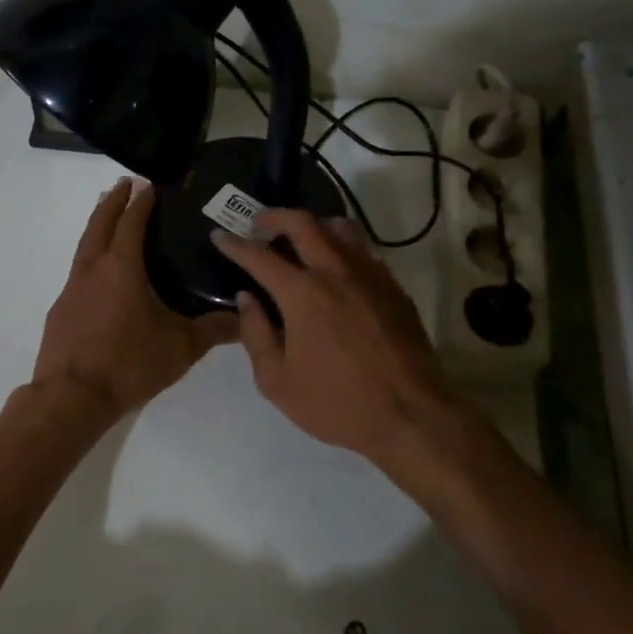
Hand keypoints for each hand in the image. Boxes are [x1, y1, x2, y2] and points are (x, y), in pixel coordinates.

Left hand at [31, 179, 238, 421]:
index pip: (131, 222)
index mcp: (121, 267)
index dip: (141, 200)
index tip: (149, 184)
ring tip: (110, 219)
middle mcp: (92, 269)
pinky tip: (101, 275)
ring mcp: (71, 288)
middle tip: (125, 185)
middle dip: (113, 201)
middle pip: (100, 223)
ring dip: (98, 226)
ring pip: (85, 245)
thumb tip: (247, 319)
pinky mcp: (61, 310)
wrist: (71, 397)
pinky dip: (91, 258)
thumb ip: (215, 330)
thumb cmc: (128, 364)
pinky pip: (78, 271)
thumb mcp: (181, 347)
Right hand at [212, 210, 480, 490]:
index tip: (219, 236)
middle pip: (302, 223)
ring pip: (339, 228)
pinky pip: (363, 250)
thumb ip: (255, 334)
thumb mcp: (277, 381)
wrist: (412, 416)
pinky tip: (334, 268)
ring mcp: (370, 275)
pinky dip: (341, 246)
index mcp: (302, 294)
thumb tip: (246, 299)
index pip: (259, 256)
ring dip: (312, 225)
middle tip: (258, 226)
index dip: (234, 244)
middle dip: (274, 217)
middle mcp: (336, 272)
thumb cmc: (337, 403)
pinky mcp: (393, 287)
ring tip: (299, 239)